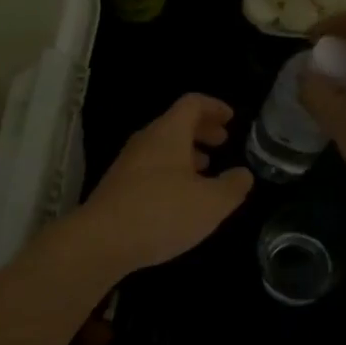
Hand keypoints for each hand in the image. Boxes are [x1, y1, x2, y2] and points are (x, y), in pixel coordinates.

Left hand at [77, 94, 253, 274]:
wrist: (102, 240)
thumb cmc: (162, 213)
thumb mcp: (211, 203)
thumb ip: (232, 186)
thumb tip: (243, 174)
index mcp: (168, 133)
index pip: (192, 104)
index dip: (214, 107)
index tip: (231, 118)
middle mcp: (146, 141)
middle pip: (176, 123)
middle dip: (203, 129)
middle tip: (223, 142)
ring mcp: (129, 162)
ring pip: (163, 146)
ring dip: (187, 151)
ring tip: (207, 168)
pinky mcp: (119, 185)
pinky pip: (152, 165)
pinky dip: (172, 169)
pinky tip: (181, 195)